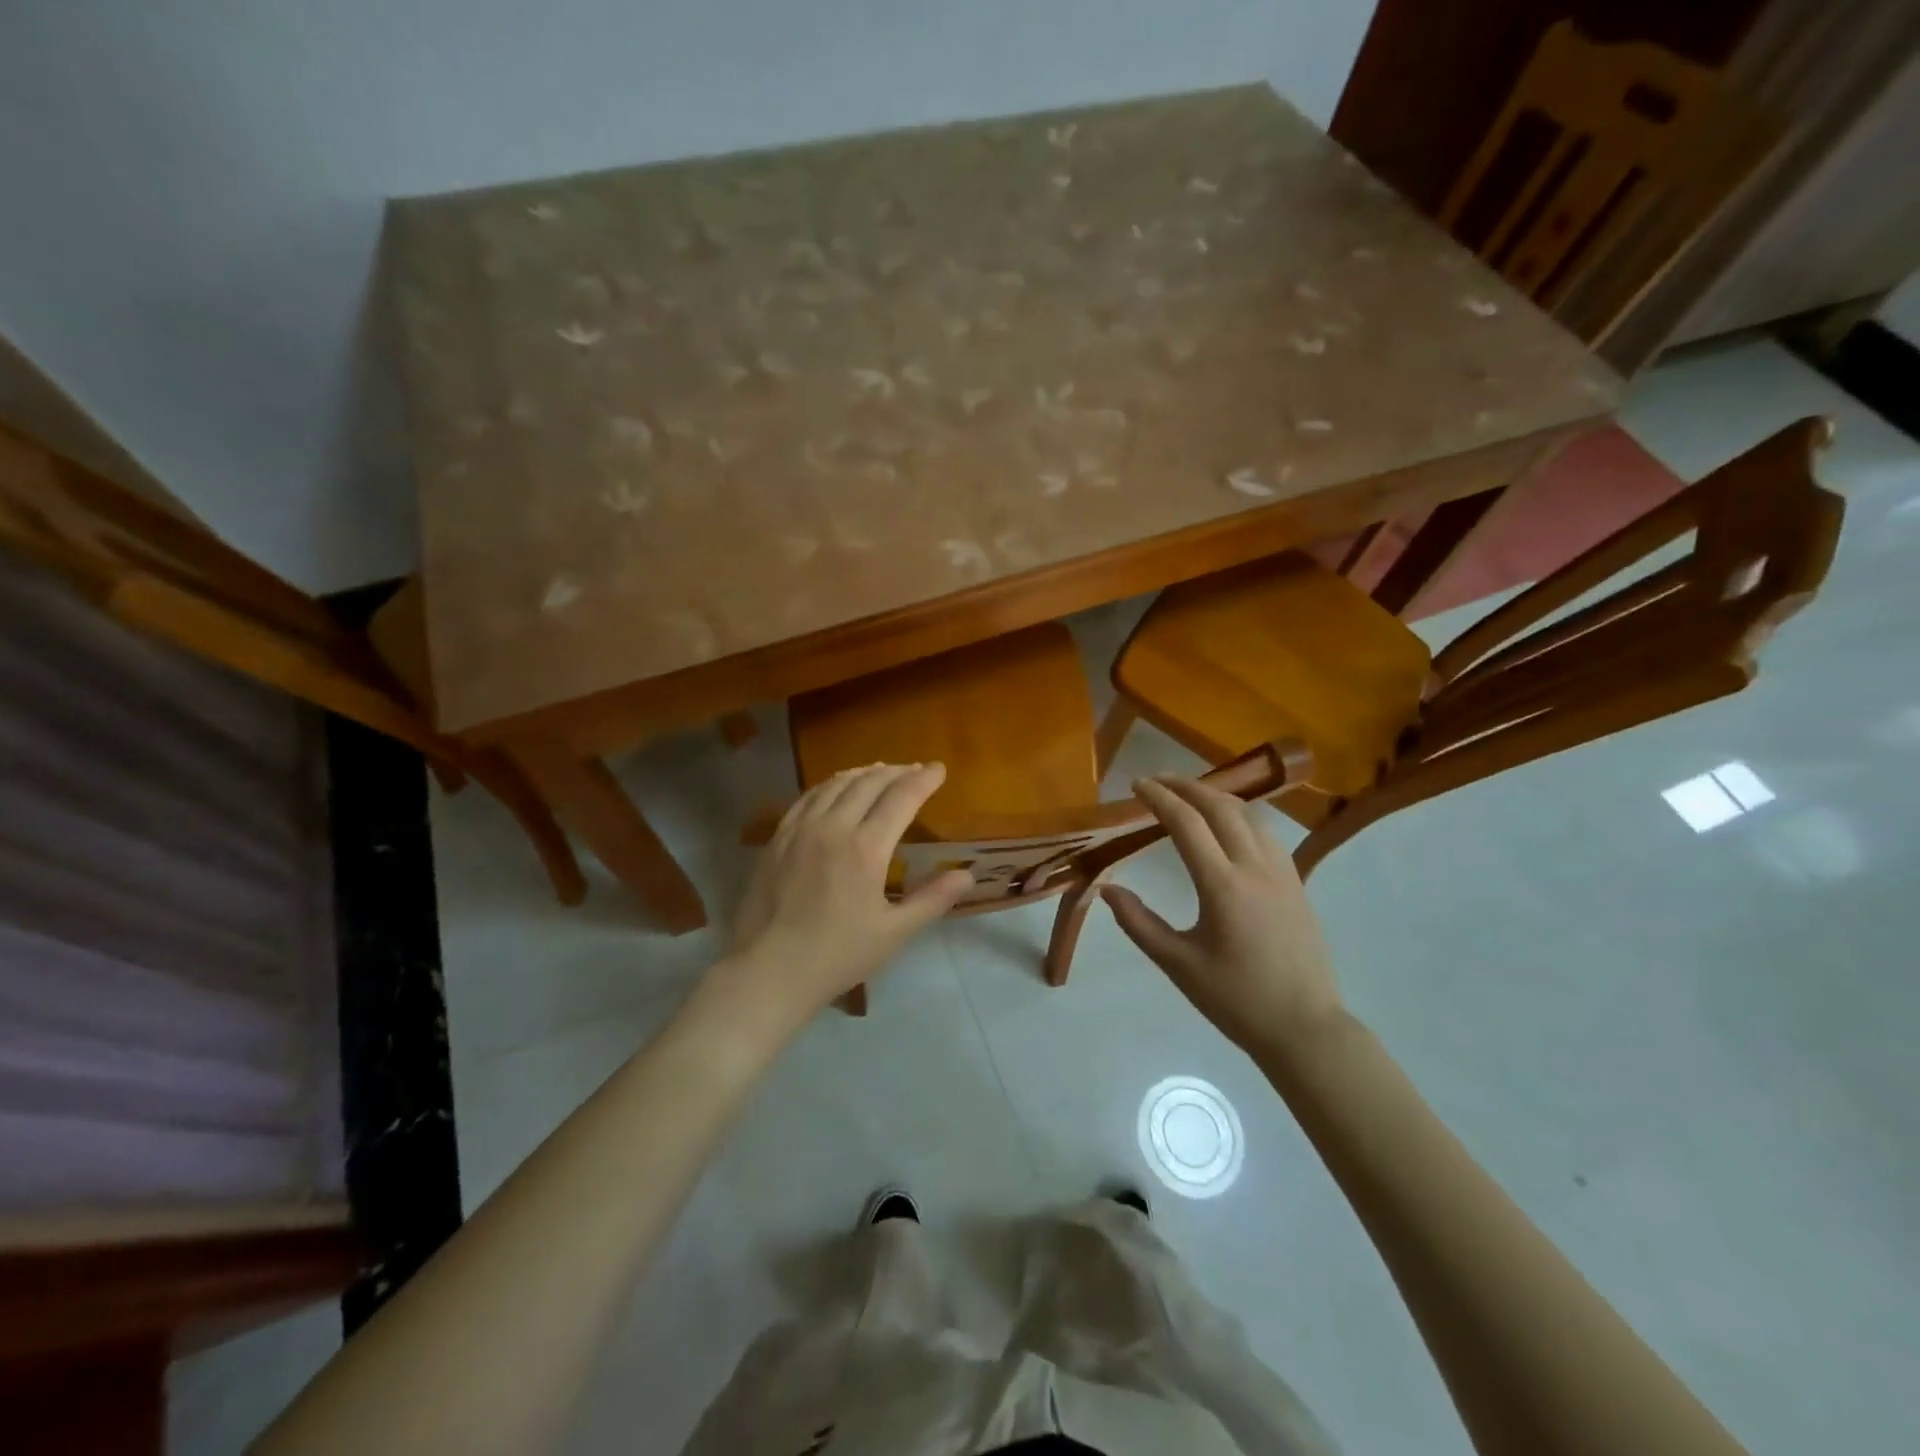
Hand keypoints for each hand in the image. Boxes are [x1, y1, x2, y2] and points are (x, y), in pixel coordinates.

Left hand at [725, 763, 972, 1018]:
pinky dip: (829, 784)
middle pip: (869, 783)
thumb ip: (932, 899)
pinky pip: (807, 797)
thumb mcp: (894, 933)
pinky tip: (835, 788)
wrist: (768, 971)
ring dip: (863, 773)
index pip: (901, 797)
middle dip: (897, 771)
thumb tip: (967, 875)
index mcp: (865, 848)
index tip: (939, 769)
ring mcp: (800, 829)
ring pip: (836, 784)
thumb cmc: (837, 955)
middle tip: (915, 770)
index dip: (923, 779)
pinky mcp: (777, 838)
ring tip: (880, 771)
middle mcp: (832, 827)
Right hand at [1101, 776, 1344, 1057]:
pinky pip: (1265, 832)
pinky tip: (1227, 826)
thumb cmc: (1236, 999)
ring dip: (1215, 796)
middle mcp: (1255, 867)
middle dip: (1186, 786)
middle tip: (1157, 780)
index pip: (1186, 823)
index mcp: (1223, 886)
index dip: (1159, 798)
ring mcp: (1282, 872)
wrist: (1305, 1028)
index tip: (1136, 785)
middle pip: (1220, 806)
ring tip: (1188, 795)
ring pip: (1248, 815)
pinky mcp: (1296, 883)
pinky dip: (1239, 815)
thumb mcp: (1178, 965)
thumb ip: (1138, 923)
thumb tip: (1107, 889)